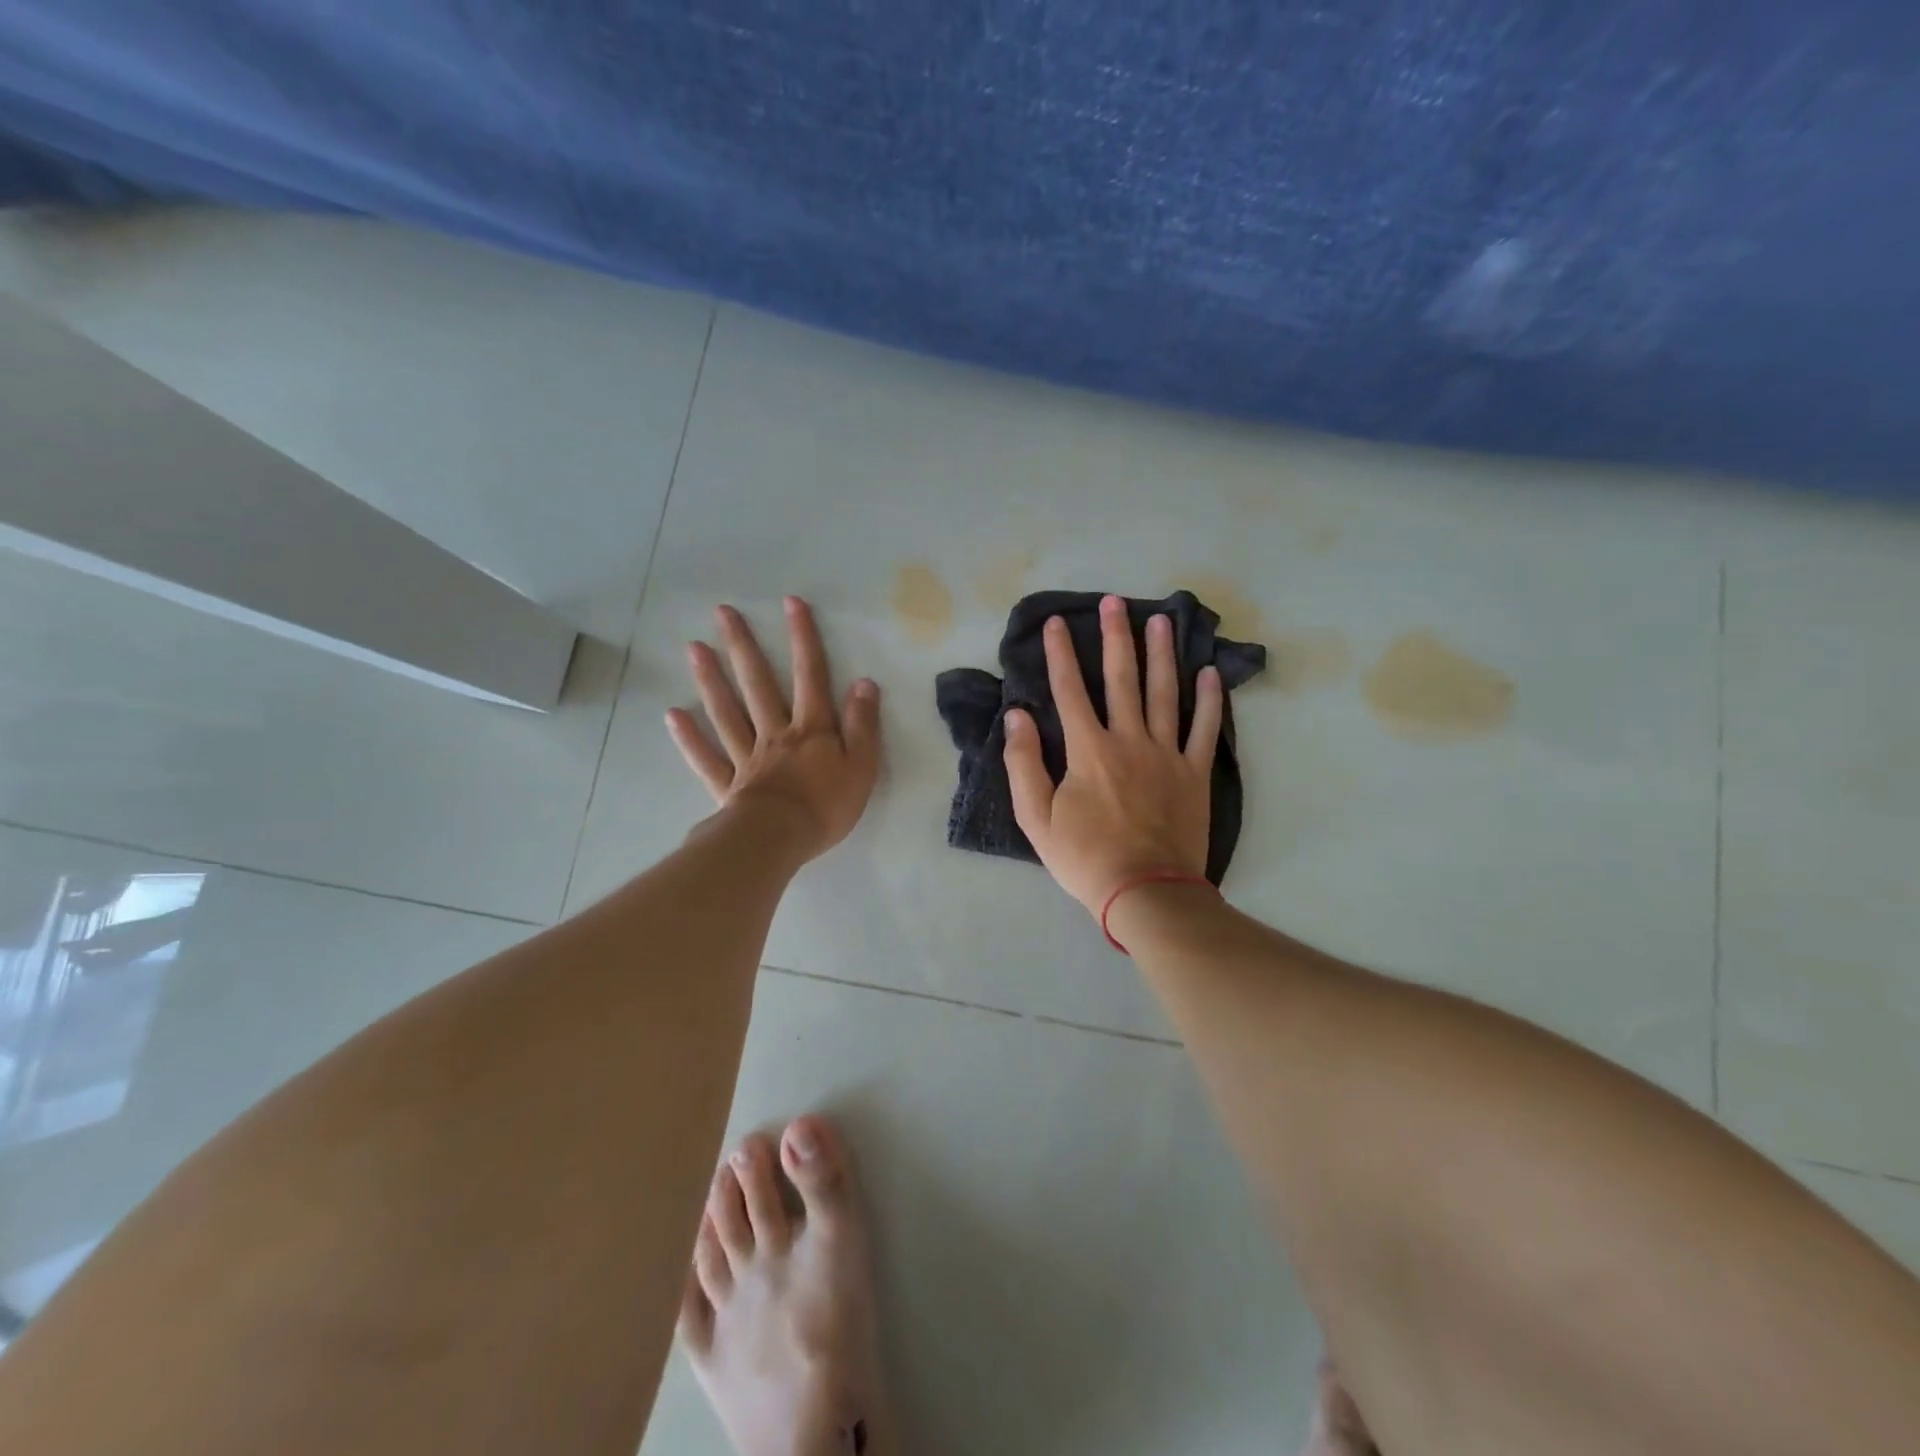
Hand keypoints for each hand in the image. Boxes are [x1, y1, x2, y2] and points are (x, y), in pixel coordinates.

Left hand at [666, 597, 881, 863]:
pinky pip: (707, 758)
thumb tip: (864, 683)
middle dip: (744, 646)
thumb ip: (863, 725)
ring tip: (694, 648)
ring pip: (727, 712)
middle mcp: (776, 733)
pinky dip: (690, 737)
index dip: (804, 638)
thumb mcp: (862, 766)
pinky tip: (673, 714)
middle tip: (723, 613)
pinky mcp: (728, 784)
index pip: (811, 675)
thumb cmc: (827, 806)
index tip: (791, 602)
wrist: (779, 840)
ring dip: (711, 680)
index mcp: (812, 729)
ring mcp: (747, 757)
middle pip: (758, 684)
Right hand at [1005, 593, 1221, 916]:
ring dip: (1162, 654)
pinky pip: (1205, 729)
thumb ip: (1024, 763)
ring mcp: (1167, 754)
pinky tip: (1209, 673)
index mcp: (1088, 749)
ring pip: (1165, 693)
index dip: (1060, 654)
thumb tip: (1017, 715)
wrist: (1145, 892)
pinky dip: (1210, 700)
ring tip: (1162, 619)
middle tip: (1115, 601)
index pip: (1070, 690)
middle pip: (1122, 679)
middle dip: (1116, 637)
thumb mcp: (1035, 817)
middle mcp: (1128, 739)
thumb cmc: (1084, 857)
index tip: (1056, 623)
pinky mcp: (1195, 773)